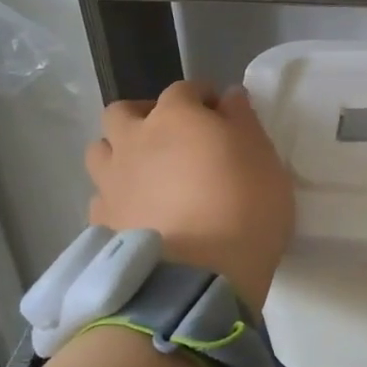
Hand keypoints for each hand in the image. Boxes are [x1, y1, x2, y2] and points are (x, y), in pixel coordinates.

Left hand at [84, 81, 293, 310]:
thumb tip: (228, 97)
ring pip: (101, 151)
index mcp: (176, 117)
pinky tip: (138, 212)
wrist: (198, 277)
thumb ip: (243, 122)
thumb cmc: (244, 207)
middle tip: (172, 138)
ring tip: (147, 174)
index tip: (221, 113)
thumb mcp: (265, 159)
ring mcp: (111, 182)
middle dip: (145, 116)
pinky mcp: (100, 222)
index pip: (185, 89)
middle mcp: (134, 140)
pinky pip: (102, 196)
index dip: (203, 97)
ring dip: (120, 153)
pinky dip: (117, 197)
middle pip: (123, 112)